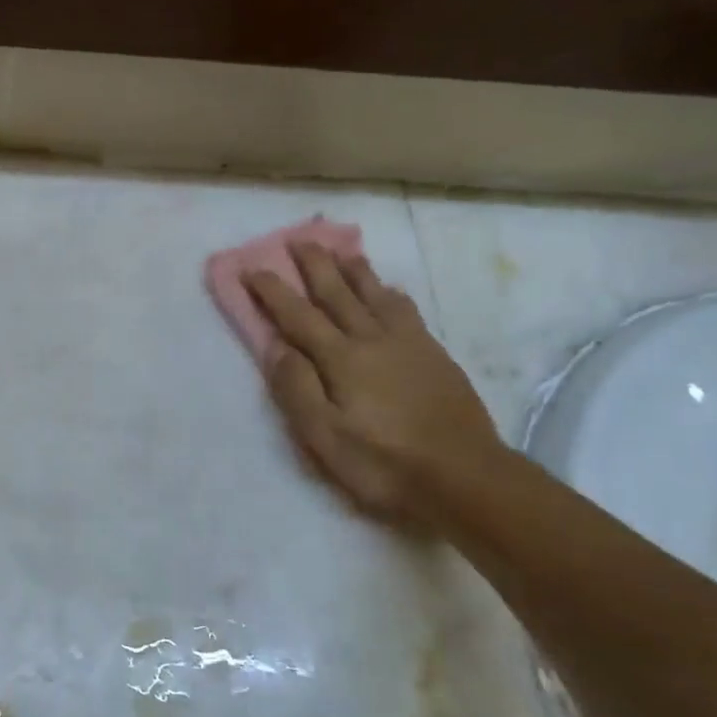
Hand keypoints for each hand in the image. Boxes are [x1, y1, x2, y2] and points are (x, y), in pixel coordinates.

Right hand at [246, 245, 504, 527]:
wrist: (466, 477)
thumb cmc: (384, 462)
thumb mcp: (325, 436)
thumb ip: (297, 388)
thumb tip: (277, 346)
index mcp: (341, 359)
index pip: (297, 315)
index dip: (272, 291)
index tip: (251, 269)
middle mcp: (373, 340)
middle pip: (338, 293)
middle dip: (315, 265)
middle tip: (298, 239)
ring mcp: (408, 344)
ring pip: (375, 294)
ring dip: (354, 270)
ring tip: (342, 252)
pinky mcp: (434, 355)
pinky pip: (406, 310)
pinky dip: (390, 294)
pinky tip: (389, 291)